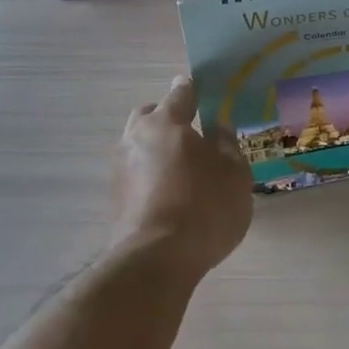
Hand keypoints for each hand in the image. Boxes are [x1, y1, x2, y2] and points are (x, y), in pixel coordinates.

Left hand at [112, 76, 253, 280]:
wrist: (156, 258)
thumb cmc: (204, 207)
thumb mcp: (234, 174)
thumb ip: (227, 145)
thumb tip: (218, 127)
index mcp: (167, 122)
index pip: (181, 93)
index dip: (193, 90)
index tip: (202, 91)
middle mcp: (136, 136)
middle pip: (150, 115)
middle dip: (167, 118)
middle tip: (190, 134)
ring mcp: (120, 166)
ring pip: (138, 144)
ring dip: (156, 149)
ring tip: (180, 169)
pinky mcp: (114, 196)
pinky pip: (135, 172)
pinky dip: (149, 174)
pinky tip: (167, 193)